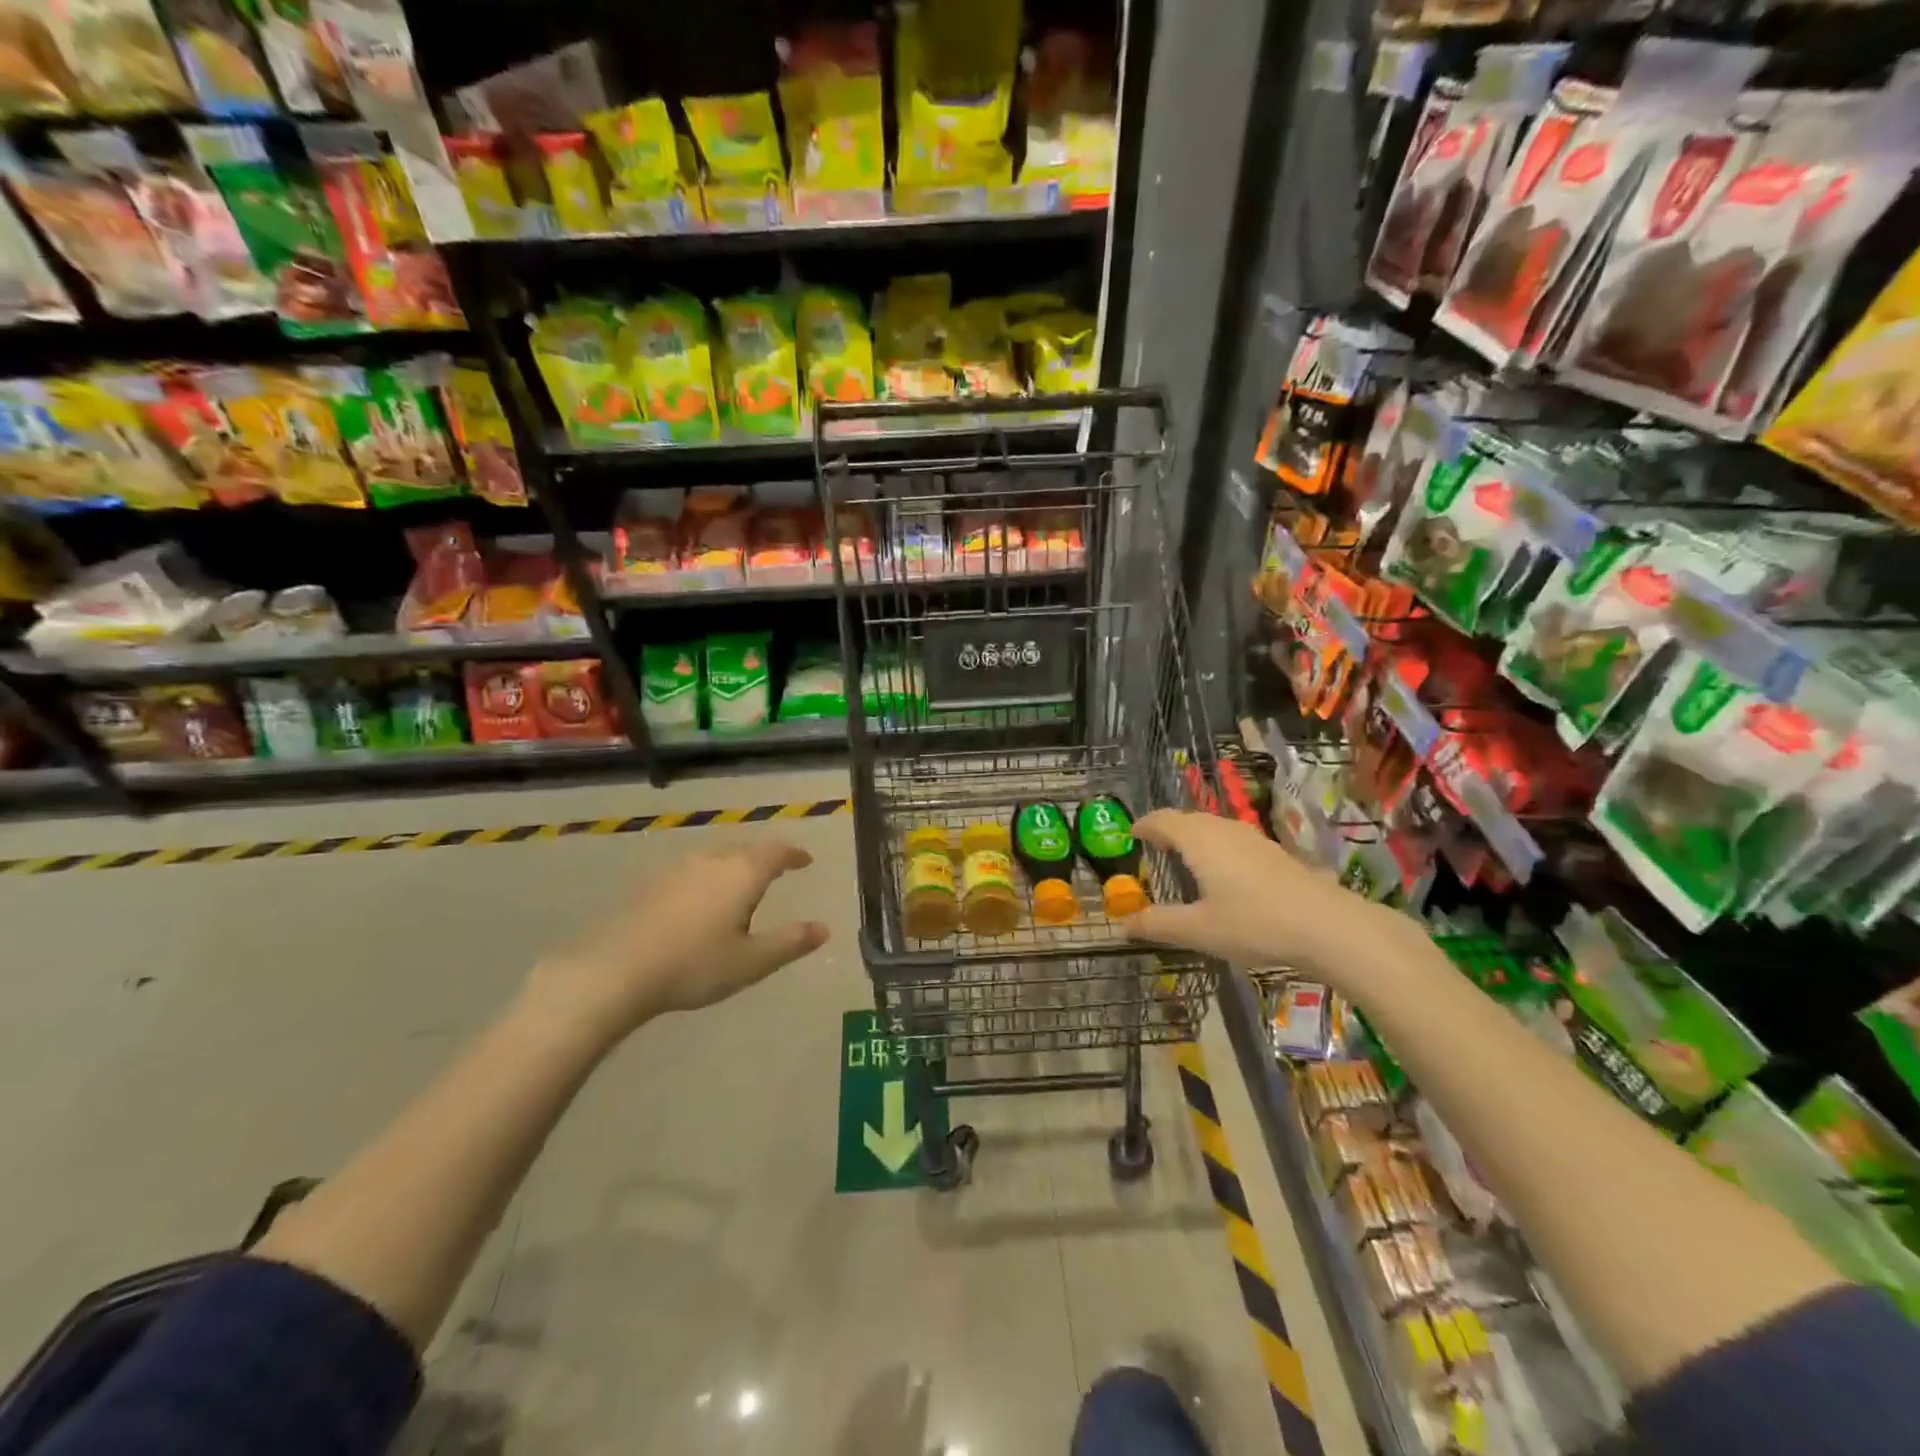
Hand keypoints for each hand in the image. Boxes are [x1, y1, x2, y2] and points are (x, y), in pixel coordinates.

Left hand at [523, 841, 829, 1047]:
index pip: (776, 852)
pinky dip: (707, 879)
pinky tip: (700, 902)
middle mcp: (712, 860)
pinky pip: (691, 871)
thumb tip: (824, 928)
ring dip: (734, 867)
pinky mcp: (651, 884)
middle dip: (765, 859)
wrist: (616, 971)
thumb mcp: (751, 961)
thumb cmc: (694, 965)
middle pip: (746, 850)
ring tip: (741, 888)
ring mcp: (677, 869)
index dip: (794, 854)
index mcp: (742, 873)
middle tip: (777, 872)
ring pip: (716, 859)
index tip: (805, 861)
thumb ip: (790, 942)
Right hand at [1120, 810, 1415, 985]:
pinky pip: (1232, 839)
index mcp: (1198, 840)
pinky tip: (1224, 875)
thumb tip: (1122, 924)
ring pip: (1213, 828)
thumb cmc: (1254, 923)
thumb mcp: (1198, 930)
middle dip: (1167, 830)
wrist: (1328, 926)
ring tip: (1184, 860)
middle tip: (1153, 849)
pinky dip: (1216, 848)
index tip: (1130, 834)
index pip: (1162, 820)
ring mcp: (1252, 838)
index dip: (1143, 825)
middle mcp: (1223, 829)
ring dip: (1193, 838)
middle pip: (1187, 820)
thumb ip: (1158, 925)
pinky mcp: (1274, 852)